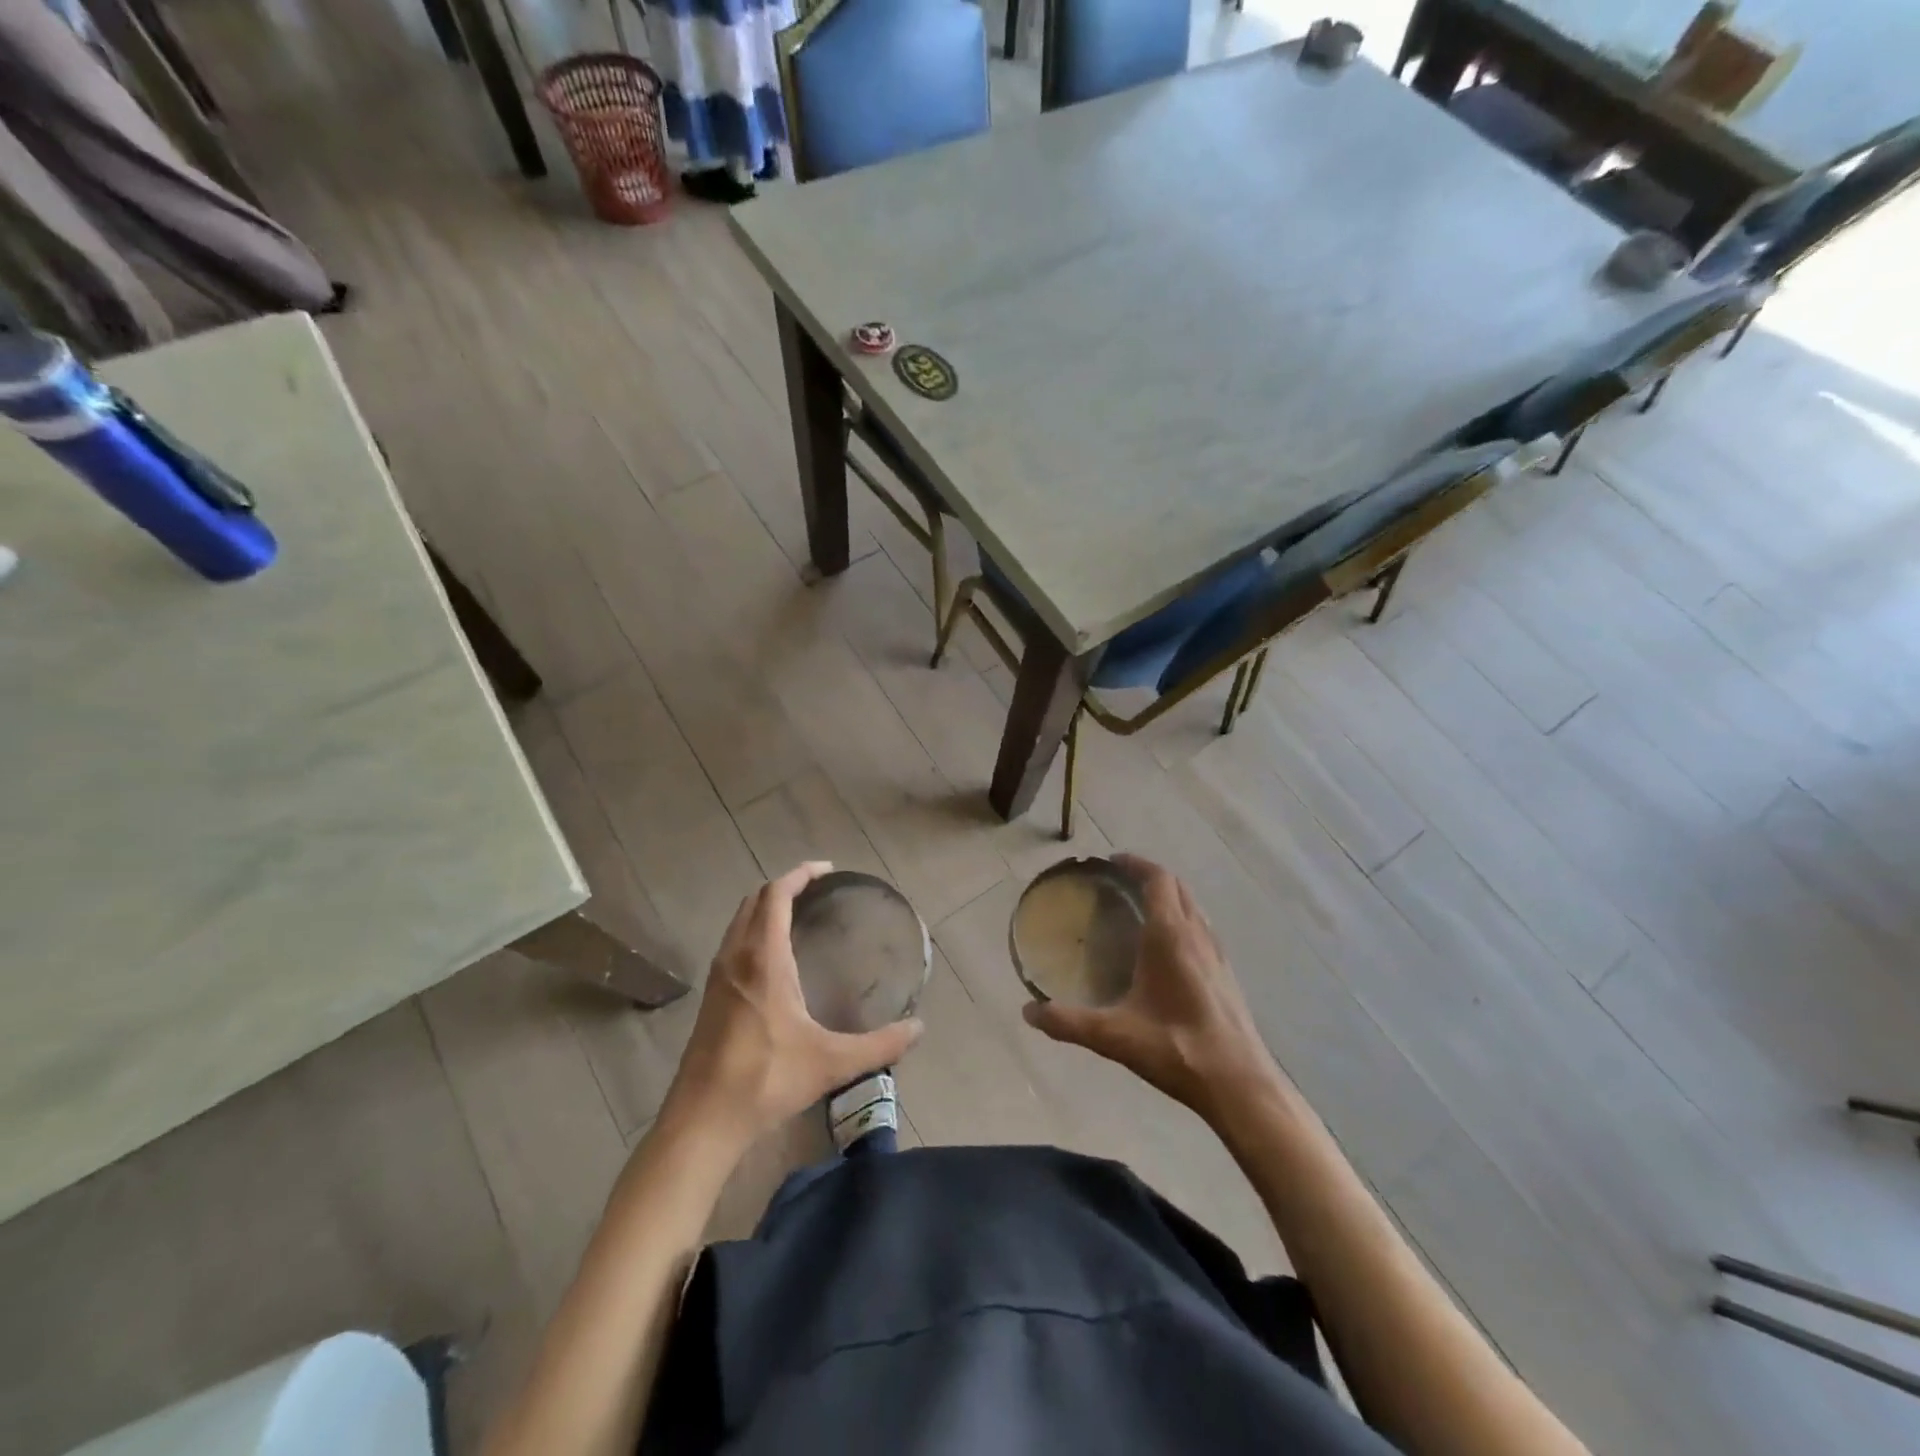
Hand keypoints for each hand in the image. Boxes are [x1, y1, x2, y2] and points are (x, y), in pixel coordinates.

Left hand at [663, 862, 922, 1149]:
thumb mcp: (831, 1062)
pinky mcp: (709, 996)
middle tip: (817, 890)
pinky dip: (752, 930)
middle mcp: (736, 957)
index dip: (800, 875)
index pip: (776, 895)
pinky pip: (732, 942)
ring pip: (739, 921)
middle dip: (783, 886)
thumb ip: (879, 1045)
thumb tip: (919, 1029)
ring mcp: (718, 976)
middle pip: (754, 900)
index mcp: (763, 960)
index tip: (827, 870)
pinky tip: (773, 958)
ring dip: (765, 907)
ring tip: (797, 914)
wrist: (702, 1120)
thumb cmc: (765, 1080)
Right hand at [1023, 854, 1279, 1125]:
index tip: (1112, 860)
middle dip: (1149, 876)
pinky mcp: (1227, 974)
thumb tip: (1028, 1012)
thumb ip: (1069, 1022)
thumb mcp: (1115, 1036)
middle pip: (1176, 886)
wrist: (1240, 1085)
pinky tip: (1166, 949)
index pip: (1157, 879)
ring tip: (1140, 908)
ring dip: (1169, 896)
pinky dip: (1181, 919)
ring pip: (1192, 906)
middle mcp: (1197, 935)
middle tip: (1120, 881)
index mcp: (1171, 936)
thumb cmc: (1177, 1049)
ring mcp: (1217, 953)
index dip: (1136, 864)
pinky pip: (1201, 928)